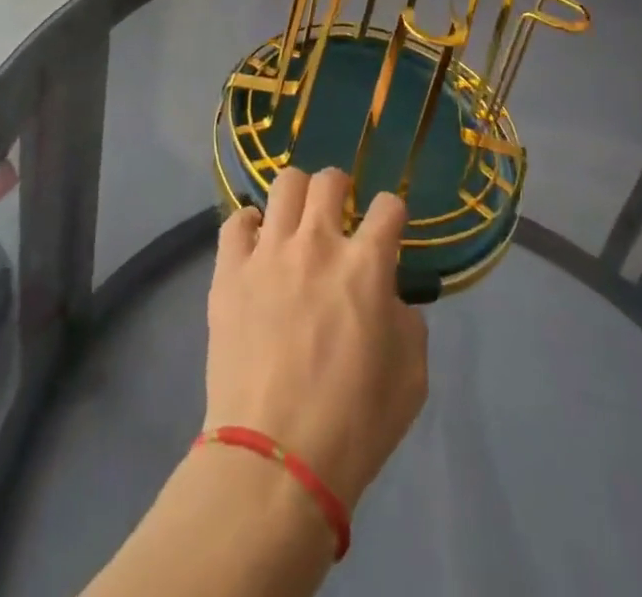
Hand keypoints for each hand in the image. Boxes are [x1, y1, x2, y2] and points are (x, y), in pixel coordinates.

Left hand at [205, 169, 428, 511]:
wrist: (276, 461)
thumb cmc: (354, 425)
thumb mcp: (411, 377)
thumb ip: (407, 321)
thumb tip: (389, 298)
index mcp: (366, 265)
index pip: (388, 206)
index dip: (392, 214)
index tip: (387, 229)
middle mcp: (317, 243)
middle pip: (329, 180)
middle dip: (340, 189)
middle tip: (338, 216)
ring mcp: (269, 253)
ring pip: (283, 185)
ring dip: (297, 197)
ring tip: (296, 223)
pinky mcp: (230, 271)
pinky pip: (236, 222)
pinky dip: (250, 225)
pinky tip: (257, 245)